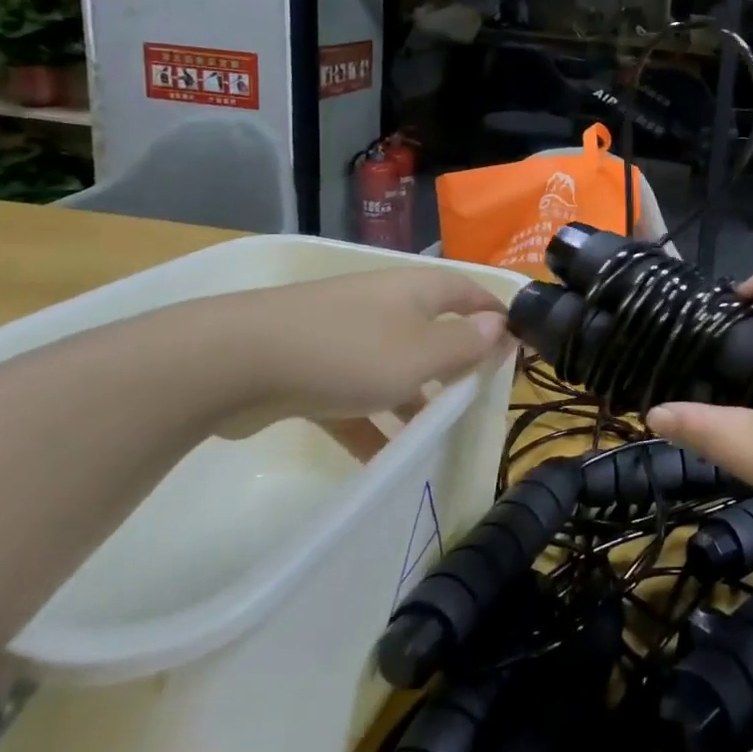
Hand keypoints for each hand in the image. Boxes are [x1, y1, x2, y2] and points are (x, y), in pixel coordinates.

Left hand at [194, 267, 514, 432]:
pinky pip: (352, 394)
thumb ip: (466, 344)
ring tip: (435, 433)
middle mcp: (383, 304)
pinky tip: (380, 459)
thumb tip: (500, 326)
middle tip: (477, 395)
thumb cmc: (350, 352)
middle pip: (431, 328)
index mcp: (415, 291)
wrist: (237, 361)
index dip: (494, 314)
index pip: (468, 292)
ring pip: (392, 364)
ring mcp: (342, 333)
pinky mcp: (307, 365)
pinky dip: (369, 422)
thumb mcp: (422, 354)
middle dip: (455, 361)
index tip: (515, 345)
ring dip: (414, 396)